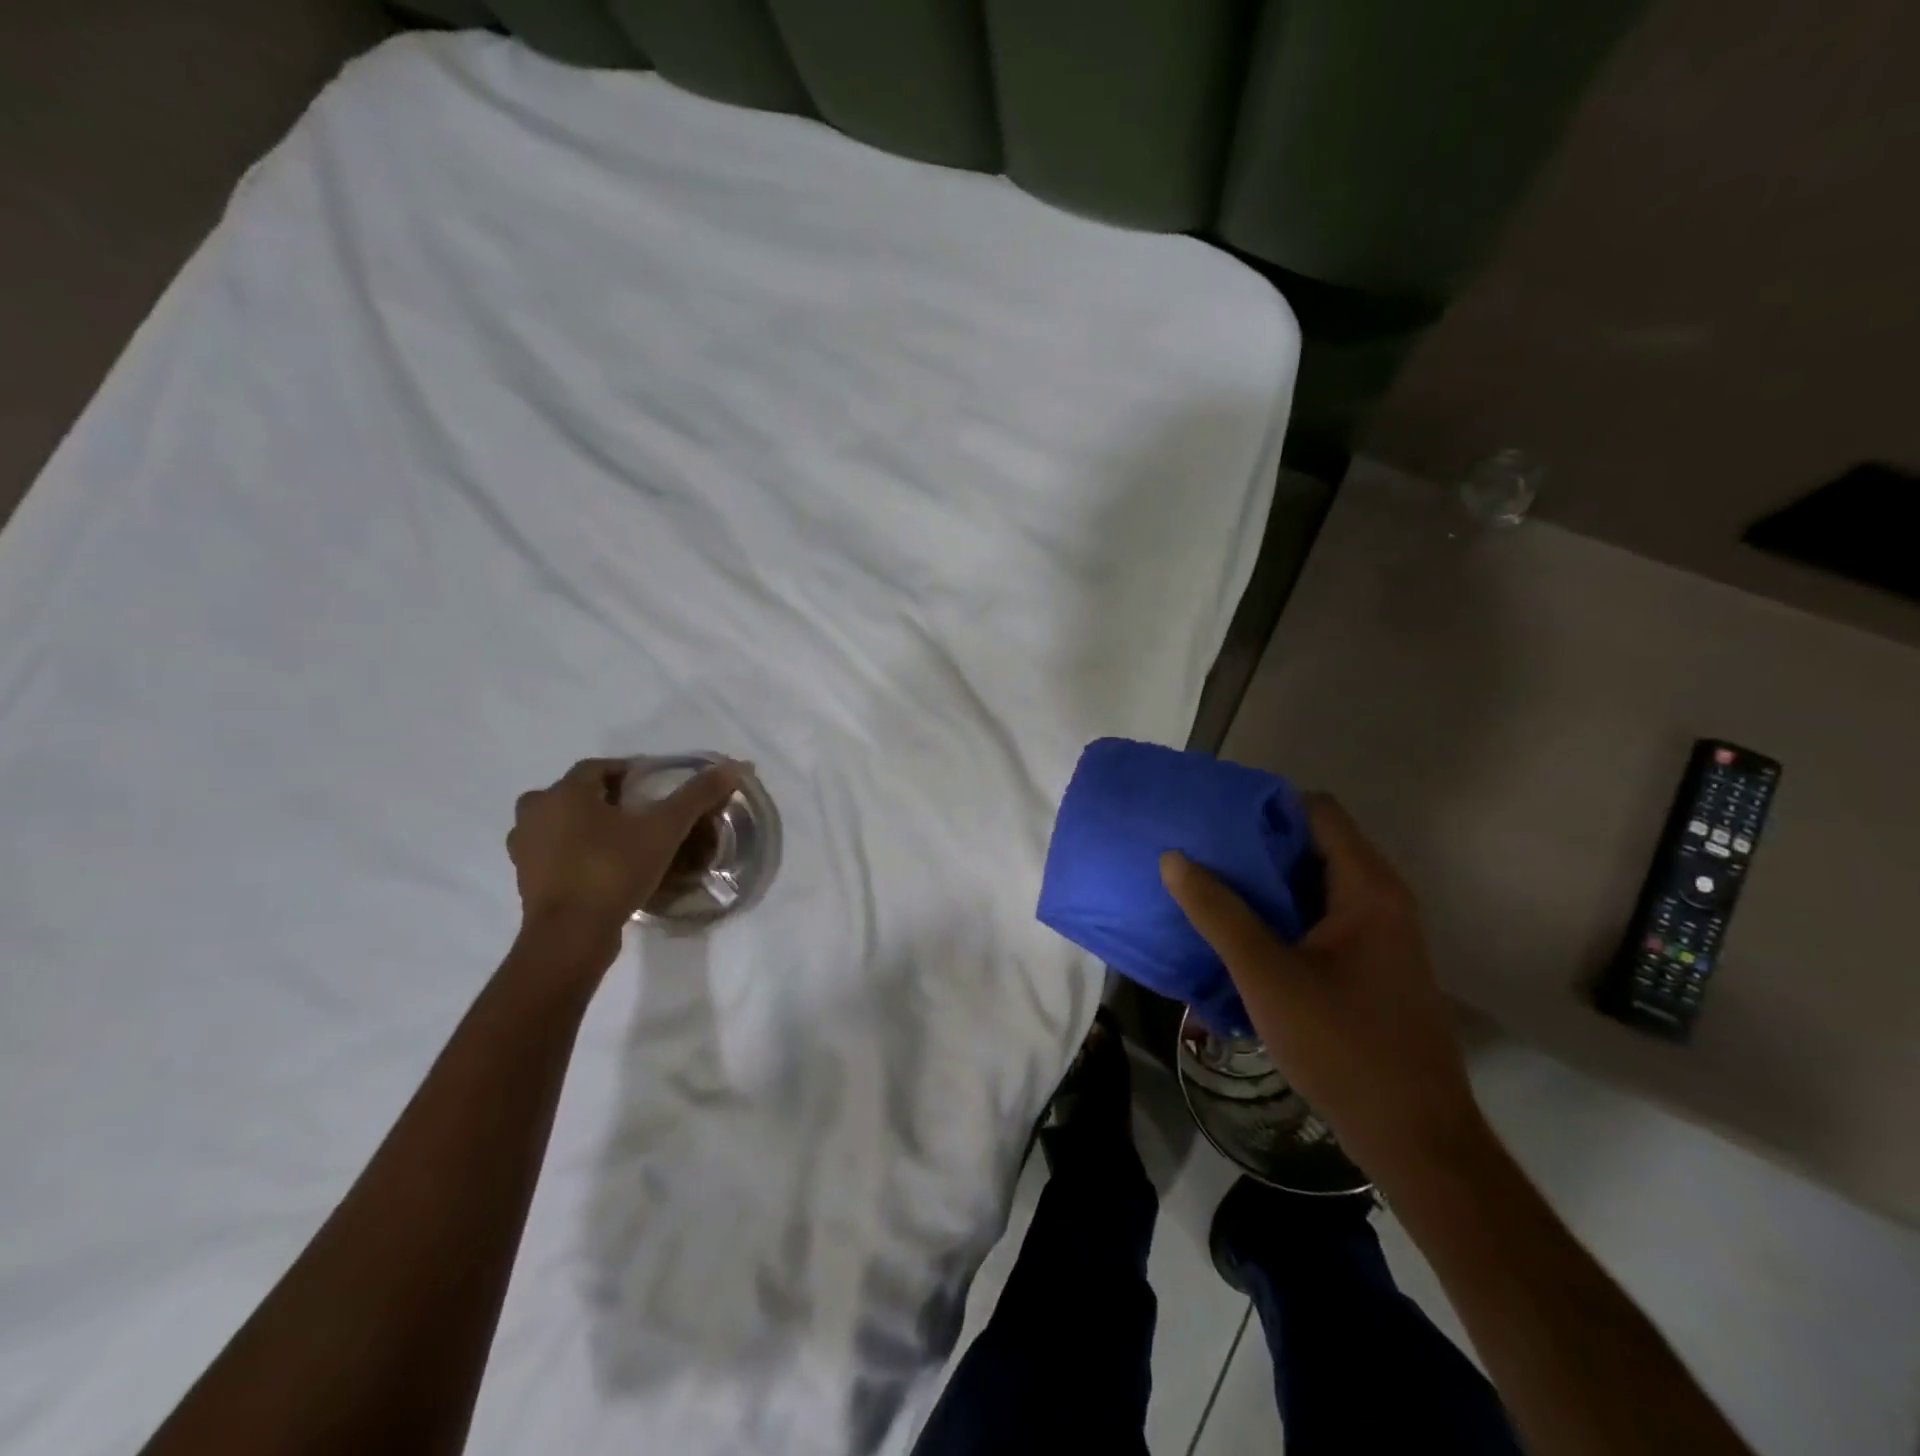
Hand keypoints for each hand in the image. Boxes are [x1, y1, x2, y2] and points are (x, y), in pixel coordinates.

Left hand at [507, 757, 743, 937]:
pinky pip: (553, 852)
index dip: (629, 771)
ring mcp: (525, 847)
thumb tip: (734, 766)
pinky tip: (601, 866)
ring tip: (621, 839)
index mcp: (565, 792)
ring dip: (585, 824)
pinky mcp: (525, 879)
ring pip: (559, 823)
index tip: (655, 785)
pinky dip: (573, 852)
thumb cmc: (613, 870)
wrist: (570, 935)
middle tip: (639, 812)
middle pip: (575, 793)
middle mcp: (536, 812)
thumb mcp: (665, 830)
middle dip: (605, 798)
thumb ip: (696, 796)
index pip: (599, 767)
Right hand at [1160, 794, 1485, 1180]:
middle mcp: (1380, 899)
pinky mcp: (1370, 966)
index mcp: (1367, 888)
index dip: (1265, 806)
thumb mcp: (1266, 975)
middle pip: (1313, 844)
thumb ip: (1218, 913)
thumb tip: (1174, 858)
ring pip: (1313, 885)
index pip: (1317, 811)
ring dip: (1265, 883)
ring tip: (1208, 885)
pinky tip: (1239, 934)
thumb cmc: (1342, 1045)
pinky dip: (1281, 915)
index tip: (1214, 817)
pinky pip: (1319, 918)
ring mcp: (1378, 935)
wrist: (1415, 1137)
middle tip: (1200, 850)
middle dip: (1255, 845)